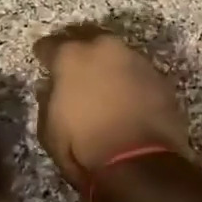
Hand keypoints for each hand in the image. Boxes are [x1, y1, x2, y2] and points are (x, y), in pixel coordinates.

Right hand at [33, 26, 191, 191]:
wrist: (141, 164)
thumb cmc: (85, 148)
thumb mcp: (49, 131)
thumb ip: (47, 101)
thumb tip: (49, 87)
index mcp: (71, 56)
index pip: (49, 45)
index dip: (43, 54)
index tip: (42, 61)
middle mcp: (103, 48)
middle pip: (85, 37)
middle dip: (77, 49)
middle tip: (72, 65)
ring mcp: (135, 59)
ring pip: (114, 53)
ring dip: (106, 63)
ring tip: (101, 81)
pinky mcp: (159, 76)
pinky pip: (136, 71)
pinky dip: (128, 79)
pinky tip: (125, 95)